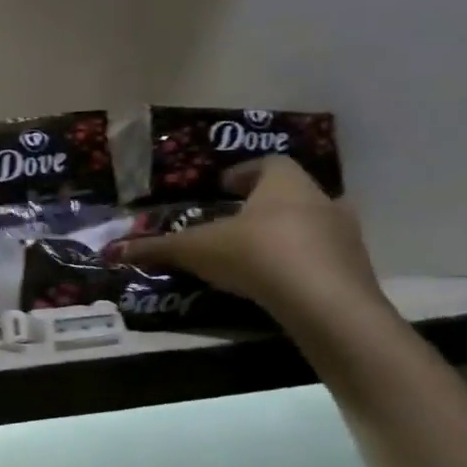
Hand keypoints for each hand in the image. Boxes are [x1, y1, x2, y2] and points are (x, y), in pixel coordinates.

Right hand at [113, 156, 385, 326]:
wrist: (325, 302)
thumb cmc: (256, 255)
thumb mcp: (196, 250)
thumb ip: (157, 248)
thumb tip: (111, 250)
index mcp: (285, 184)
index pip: (268, 163)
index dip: (243, 172)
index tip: (222, 186)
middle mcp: (321, 200)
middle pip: (291, 193)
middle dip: (263, 204)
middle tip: (234, 220)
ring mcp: (344, 235)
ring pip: (311, 224)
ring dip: (285, 232)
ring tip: (252, 253)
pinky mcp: (355, 269)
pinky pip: (322, 257)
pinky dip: (300, 262)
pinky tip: (276, 280)